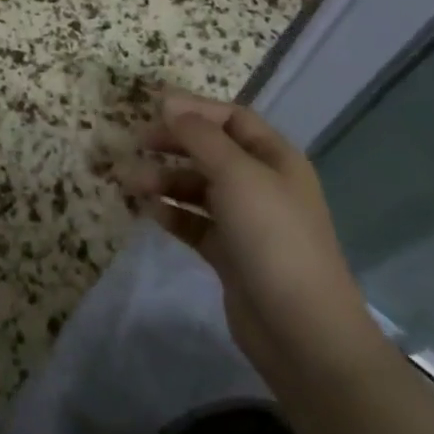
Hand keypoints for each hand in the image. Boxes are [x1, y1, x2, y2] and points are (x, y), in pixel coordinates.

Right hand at [115, 91, 383, 386]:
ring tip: (131, 183)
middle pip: (211, 150)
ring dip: (164, 180)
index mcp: (275, 158)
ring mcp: (246, 221)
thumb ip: (199, 135)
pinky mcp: (230, 253)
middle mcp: (262, 184)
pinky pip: (194, 222)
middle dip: (173, 144)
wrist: (302, 331)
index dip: (194, 109)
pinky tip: (150, 212)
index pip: (231, 118)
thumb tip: (169, 101)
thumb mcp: (236, 174)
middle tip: (136, 144)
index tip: (152, 107)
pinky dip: (172, 213)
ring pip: (198, 187)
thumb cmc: (272, 237)